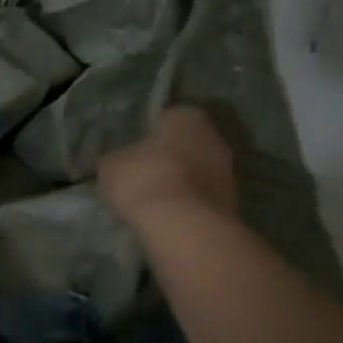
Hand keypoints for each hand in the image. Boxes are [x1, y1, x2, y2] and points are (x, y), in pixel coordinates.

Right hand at [98, 106, 237, 231]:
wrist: (185, 227)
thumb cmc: (145, 181)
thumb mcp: (111, 167)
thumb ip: (114, 160)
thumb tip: (113, 162)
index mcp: (186, 115)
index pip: (165, 118)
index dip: (146, 136)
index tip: (131, 153)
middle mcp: (214, 136)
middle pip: (185, 145)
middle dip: (167, 159)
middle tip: (141, 177)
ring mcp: (228, 171)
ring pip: (196, 172)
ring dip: (180, 183)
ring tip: (153, 202)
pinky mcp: (231, 202)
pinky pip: (201, 198)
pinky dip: (188, 205)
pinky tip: (169, 218)